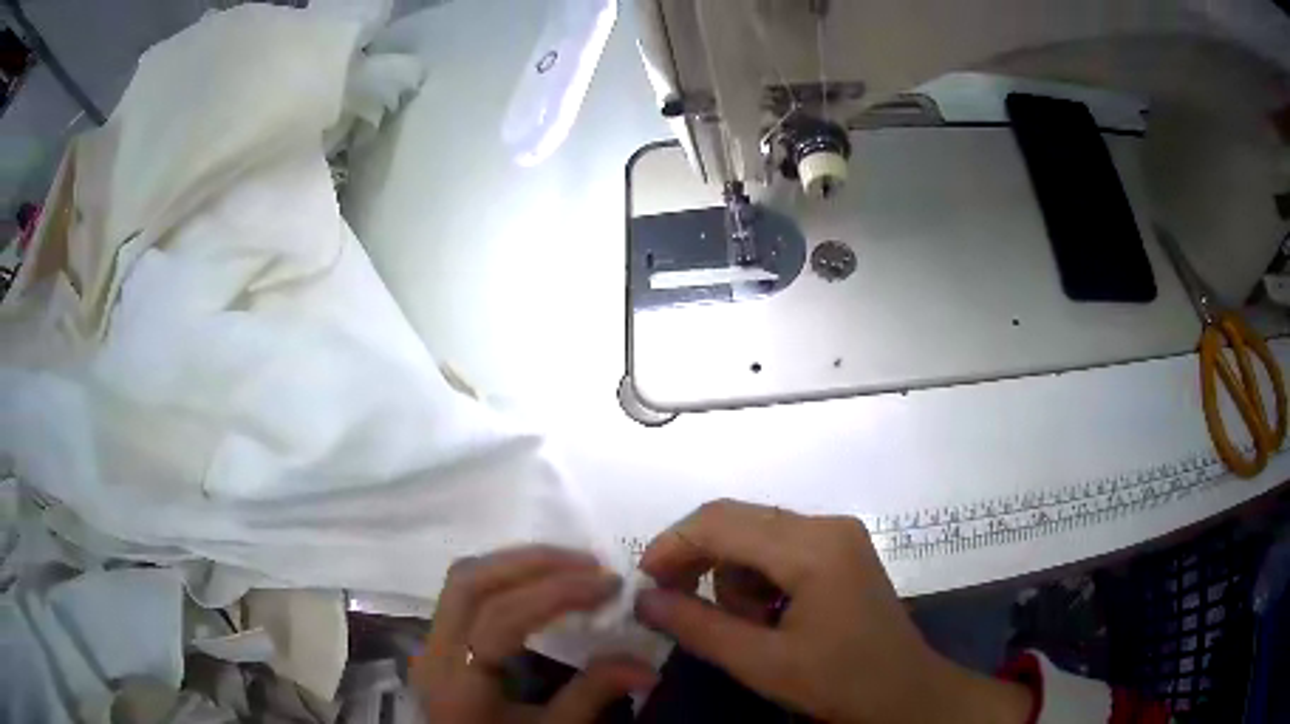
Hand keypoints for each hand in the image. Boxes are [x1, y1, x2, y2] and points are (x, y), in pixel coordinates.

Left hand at [412, 546, 657, 722]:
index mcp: (460, 685)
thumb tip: (647, 665)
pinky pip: (463, 591)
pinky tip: (536, 582)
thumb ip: (590, 696)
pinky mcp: (436, 640)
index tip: (609, 585)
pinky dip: (502, 576)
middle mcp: (435, 655)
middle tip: (590, 564)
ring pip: (462, 580)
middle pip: (471, 584)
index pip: (500, 620)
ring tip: (570, 566)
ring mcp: (429, 644)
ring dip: (516, 563)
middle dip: (533, 564)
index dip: (555, 594)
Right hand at [636, 500, 1032, 723]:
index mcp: (813, 547)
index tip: (644, 583)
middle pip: (737, 520)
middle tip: (673, 603)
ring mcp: (837, 534)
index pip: (722, 522)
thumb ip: (698, 626)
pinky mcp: (840, 550)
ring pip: (754, 535)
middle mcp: (826, 525)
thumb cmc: (840, 682)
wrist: (905, 693)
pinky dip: (756, 578)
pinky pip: (778, 548)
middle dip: (697, 559)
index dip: (672, 546)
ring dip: (731, 576)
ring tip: (743, 626)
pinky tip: (767, 616)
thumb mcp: (762, 663)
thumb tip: (643, 599)